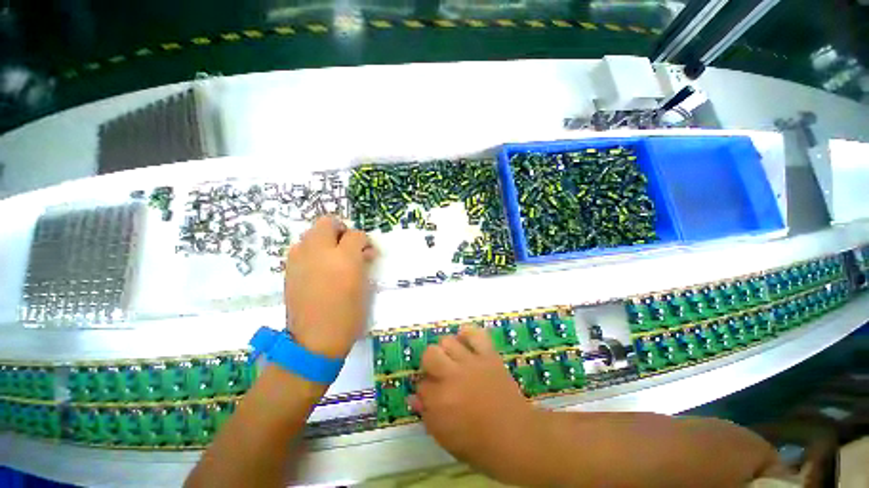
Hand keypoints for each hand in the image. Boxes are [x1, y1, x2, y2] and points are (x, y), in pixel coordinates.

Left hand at [284, 215, 377, 358]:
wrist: (315, 340)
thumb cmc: (348, 315)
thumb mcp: (364, 286)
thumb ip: (363, 263)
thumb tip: (363, 253)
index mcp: (344, 258)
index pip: (356, 234)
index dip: (364, 241)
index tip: (367, 253)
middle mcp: (320, 252)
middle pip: (328, 223)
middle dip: (341, 230)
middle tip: (348, 246)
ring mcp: (300, 259)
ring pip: (311, 233)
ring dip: (325, 239)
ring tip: (332, 257)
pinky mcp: (289, 269)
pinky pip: (301, 248)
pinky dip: (312, 251)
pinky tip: (318, 267)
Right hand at [411, 327, 540, 475]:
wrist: (516, 437)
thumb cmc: (478, 444)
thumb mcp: (446, 438)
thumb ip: (427, 415)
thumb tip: (413, 397)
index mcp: (439, 401)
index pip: (421, 384)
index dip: (424, 389)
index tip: (430, 393)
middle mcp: (452, 376)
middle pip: (430, 354)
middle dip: (429, 363)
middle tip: (438, 372)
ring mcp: (471, 363)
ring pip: (448, 341)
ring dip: (447, 350)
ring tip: (452, 359)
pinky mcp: (488, 355)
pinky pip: (475, 334)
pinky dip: (468, 335)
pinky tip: (466, 343)